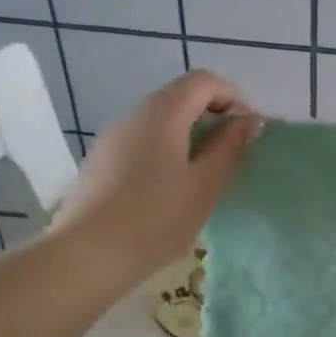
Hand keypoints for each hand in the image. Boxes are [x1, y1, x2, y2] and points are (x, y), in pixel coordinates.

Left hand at [53, 71, 259, 281]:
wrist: (86, 255)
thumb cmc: (155, 219)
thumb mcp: (205, 186)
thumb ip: (229, 147)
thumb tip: (249, 120)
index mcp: (163, 113)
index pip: (204, 81)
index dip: (233, 97)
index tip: (248, 131)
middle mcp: (135, 113)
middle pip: (180, 95)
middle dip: (213, 114)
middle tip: (233, 152)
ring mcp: (114, 135)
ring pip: (161, 118)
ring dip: (190, 132)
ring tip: (206, 171)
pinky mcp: (102, 159)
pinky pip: (143, 138)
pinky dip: (167, 147)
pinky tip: (171, 186)